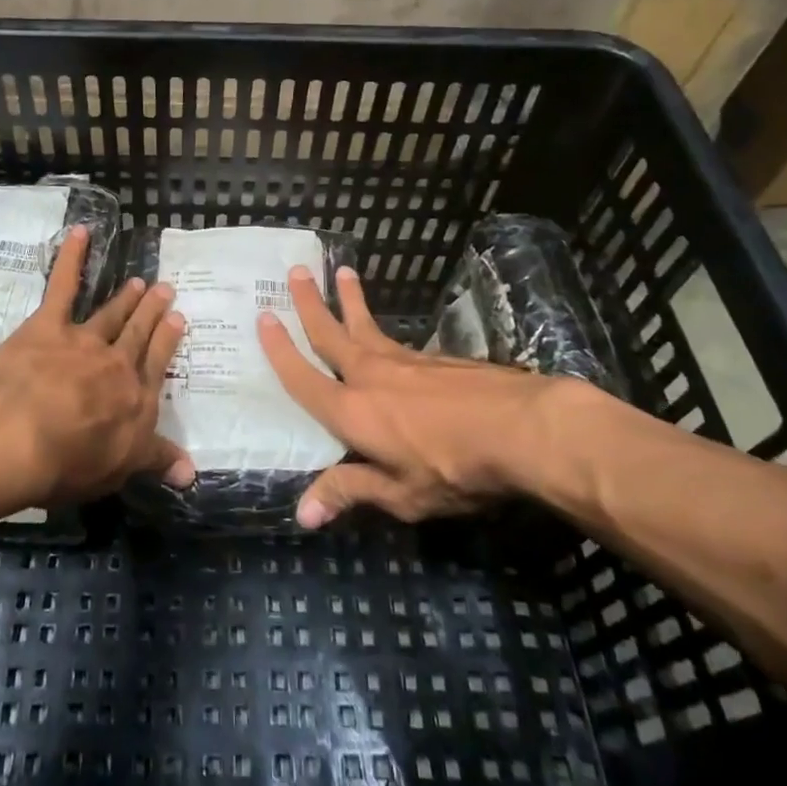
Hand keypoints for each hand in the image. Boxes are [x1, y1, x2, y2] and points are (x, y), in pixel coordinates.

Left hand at [0, 225, 193, 510]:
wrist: (19, 434)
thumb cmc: (69, 462)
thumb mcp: (120, 469)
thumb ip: (156, 461)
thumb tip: (193, 472)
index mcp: (136, 399)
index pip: (157, 365)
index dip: (168, 341)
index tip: (179, 320)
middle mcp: (116, 364)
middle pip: (138, 334)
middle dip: (152, 312)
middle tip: (165, 289)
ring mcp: (83, 340)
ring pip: (110, 313)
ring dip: (125, 297)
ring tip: (138, 282)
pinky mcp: (48, 325)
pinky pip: (63, 285)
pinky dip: (72, 257)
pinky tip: (80, 232)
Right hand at [256, 264, 598, 527]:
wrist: (523, 428)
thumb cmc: (454, 469)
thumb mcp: (401, 494)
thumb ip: (350, 492)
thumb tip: (301, 514)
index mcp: (351, 411)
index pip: (303, 377)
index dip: (280, 350)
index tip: (263, 317)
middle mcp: (370, 375)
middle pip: (331, 332)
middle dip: (310, 303)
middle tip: (296, 271)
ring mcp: (405, 361)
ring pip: (366, 325)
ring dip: (349, 300)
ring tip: (342, 272)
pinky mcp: (436, 359)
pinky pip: (396, 339)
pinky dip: (382, 327)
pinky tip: (388, 334)